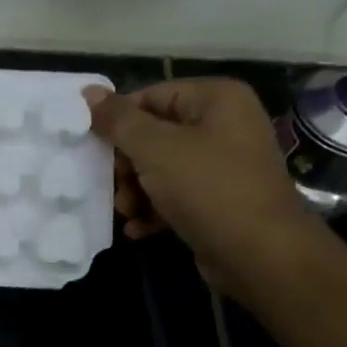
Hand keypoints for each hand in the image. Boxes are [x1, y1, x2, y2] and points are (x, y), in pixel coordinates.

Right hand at [84, 79, 332, 299]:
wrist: (259, 254)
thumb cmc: (207, 188)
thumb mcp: (155, 149)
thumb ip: (118, 120)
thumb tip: (87, 92)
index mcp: (215, 99)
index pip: (150, 97)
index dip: (118, 122)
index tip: (93, 150)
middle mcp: (223, 125)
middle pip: (153, 136)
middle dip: (126, 166)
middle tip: (114, 187)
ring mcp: (222, 165)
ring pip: (160, 169)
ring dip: (135, 192)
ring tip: (127, 212)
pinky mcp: (217, 201)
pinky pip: (175, 196)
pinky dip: (153, 210)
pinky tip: (138, 229)